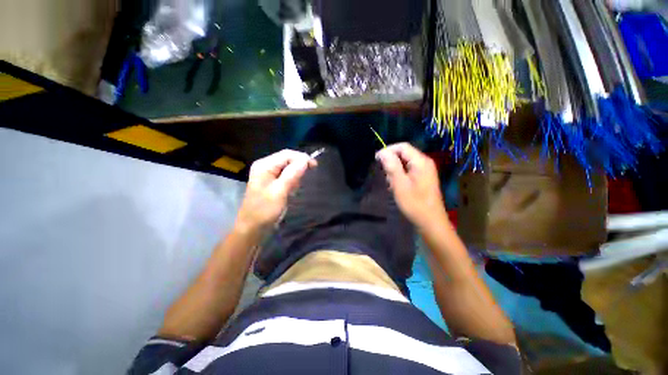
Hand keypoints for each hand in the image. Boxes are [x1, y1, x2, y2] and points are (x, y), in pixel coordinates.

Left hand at [236, 149, 315, 231]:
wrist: (253, 227)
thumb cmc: (264, 210)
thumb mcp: (280, 191)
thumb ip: (292, 174)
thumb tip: (305, 161)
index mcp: (264, 165)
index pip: (287, 154)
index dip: (302, 158)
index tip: (315, 165)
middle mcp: (265, 166)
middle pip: (287, 159)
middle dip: (298, 167)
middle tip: (304, 180)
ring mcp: (268, 174)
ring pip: (288, 168)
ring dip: (295, 176)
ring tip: (294, 189)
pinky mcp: (271, 182)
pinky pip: (286, 176)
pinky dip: (292, 182)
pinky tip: (290, 191)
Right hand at [376, 143, 446, 228]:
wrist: (430, 221)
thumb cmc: (414, 203)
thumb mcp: (400, 184)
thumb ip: (392, 166)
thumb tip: (382, 152)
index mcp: (421, 161)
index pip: (402, 146)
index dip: (388, 150)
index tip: (376, 159)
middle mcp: (425, 162)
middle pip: (404, 153)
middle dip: (391, 161)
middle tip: (384, 175)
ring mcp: (425, 170)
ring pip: (405, 162)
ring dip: (395, 169)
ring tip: (390, 182)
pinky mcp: (423, 178)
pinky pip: (409, 170)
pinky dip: (400, 175)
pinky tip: (396, 185)